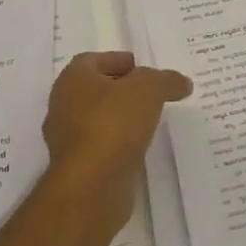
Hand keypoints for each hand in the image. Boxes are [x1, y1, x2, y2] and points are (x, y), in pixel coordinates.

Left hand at [43, 52, 192, 218]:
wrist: (92, 185)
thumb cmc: (113, 123)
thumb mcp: (148, 89)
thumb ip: (166, 80)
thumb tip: (182, 82)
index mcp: (72, 80)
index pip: (92, 60)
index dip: (116, 60)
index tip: (140, 67)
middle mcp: (63, 106)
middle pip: (93, 89)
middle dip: (120, 89)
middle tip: (149, 92)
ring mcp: (67, 140)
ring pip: (96, 119)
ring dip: (119, 117)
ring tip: (149, 119)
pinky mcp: (77, 168)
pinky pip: (101, 146)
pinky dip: (118, 143)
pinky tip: (140, 146)